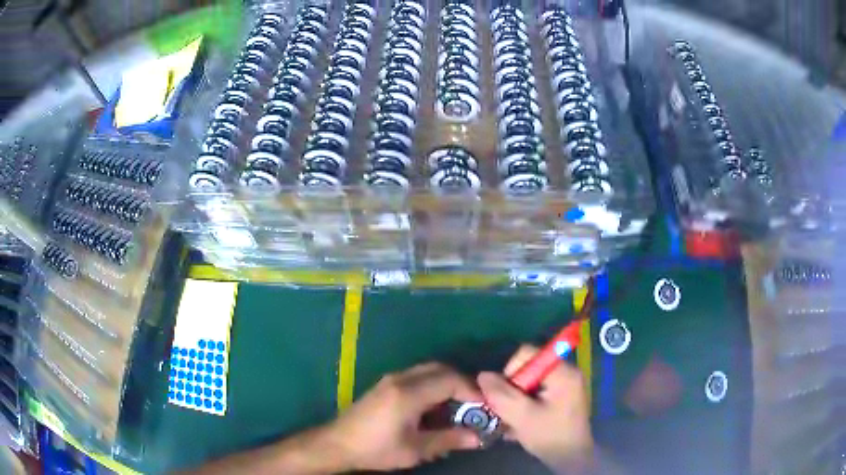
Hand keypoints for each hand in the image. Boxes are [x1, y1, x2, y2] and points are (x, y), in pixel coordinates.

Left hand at [323, 362, 482, 471]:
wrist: (338, 444)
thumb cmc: (376, 449)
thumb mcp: (415, 450)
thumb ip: (448, 440)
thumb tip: (477, 438)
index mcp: (408, 393)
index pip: (450, 380)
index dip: (472, 390)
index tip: (484, 407)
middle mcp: (401, 379)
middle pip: (440, 369)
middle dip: (462, 383)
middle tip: (474, 405)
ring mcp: (391, 379)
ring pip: (428, 370)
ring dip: (447, 383)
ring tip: (458, 407)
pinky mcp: (385, 385)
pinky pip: (417, 376)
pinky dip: (433, 385)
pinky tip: (435, 407)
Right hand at [478, 345, 593, 469]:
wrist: (571, 458)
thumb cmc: (549, 435)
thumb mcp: (522, 417)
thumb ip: (501, 395)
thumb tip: (483, 375)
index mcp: (562, 372)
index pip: (528, 354)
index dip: (510, 371)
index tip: (506, 396)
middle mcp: (566, 372)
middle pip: (528, 368)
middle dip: (513, 389)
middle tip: (508, 411)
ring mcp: (566, 385)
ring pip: (530, 383)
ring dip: (517, 399)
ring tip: (513, 420)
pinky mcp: (562, 397)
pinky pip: (537, 392)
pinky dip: (526, 404)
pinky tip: (521, 422)